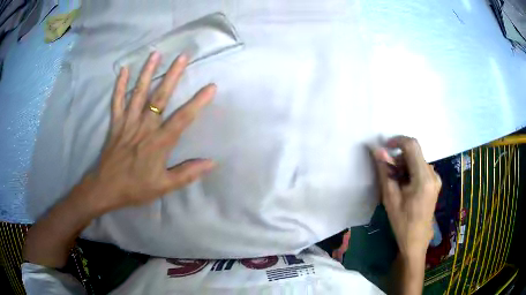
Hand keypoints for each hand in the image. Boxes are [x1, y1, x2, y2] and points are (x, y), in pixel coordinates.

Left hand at [84, 52, 216, 213]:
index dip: (198, 102)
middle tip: (183, 56)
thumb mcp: (164, 186)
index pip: (182, 119)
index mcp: (158, 143)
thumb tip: (212, 163)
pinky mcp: (115, 123)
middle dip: (172, 75)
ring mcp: (127, 123)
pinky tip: (124, 70)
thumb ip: (187, 174)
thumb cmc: (136, 188)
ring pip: (138, 94)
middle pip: (160, 97)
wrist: (106, 188)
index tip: (211, 86)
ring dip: (147, 73)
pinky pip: (117, 101)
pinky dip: (119, 85)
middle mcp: (144, 127)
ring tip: (156, 54)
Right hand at [371, 136, 440, 257]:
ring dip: (404, 165)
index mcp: (423, 178)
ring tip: (396, 183)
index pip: (412, 146)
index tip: (384, 148)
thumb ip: (385, 172)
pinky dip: (411, 171)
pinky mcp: (435, 183)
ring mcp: (436, 178)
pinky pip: (421, 168)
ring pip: (417, 160)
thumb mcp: (390, 198)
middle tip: (388, 174)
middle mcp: (433, 174)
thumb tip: (378, 151)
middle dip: (399, 158)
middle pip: (414, 153)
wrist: (416, 240)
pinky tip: (405, 186)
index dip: (397, 141)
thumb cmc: (402, 222)